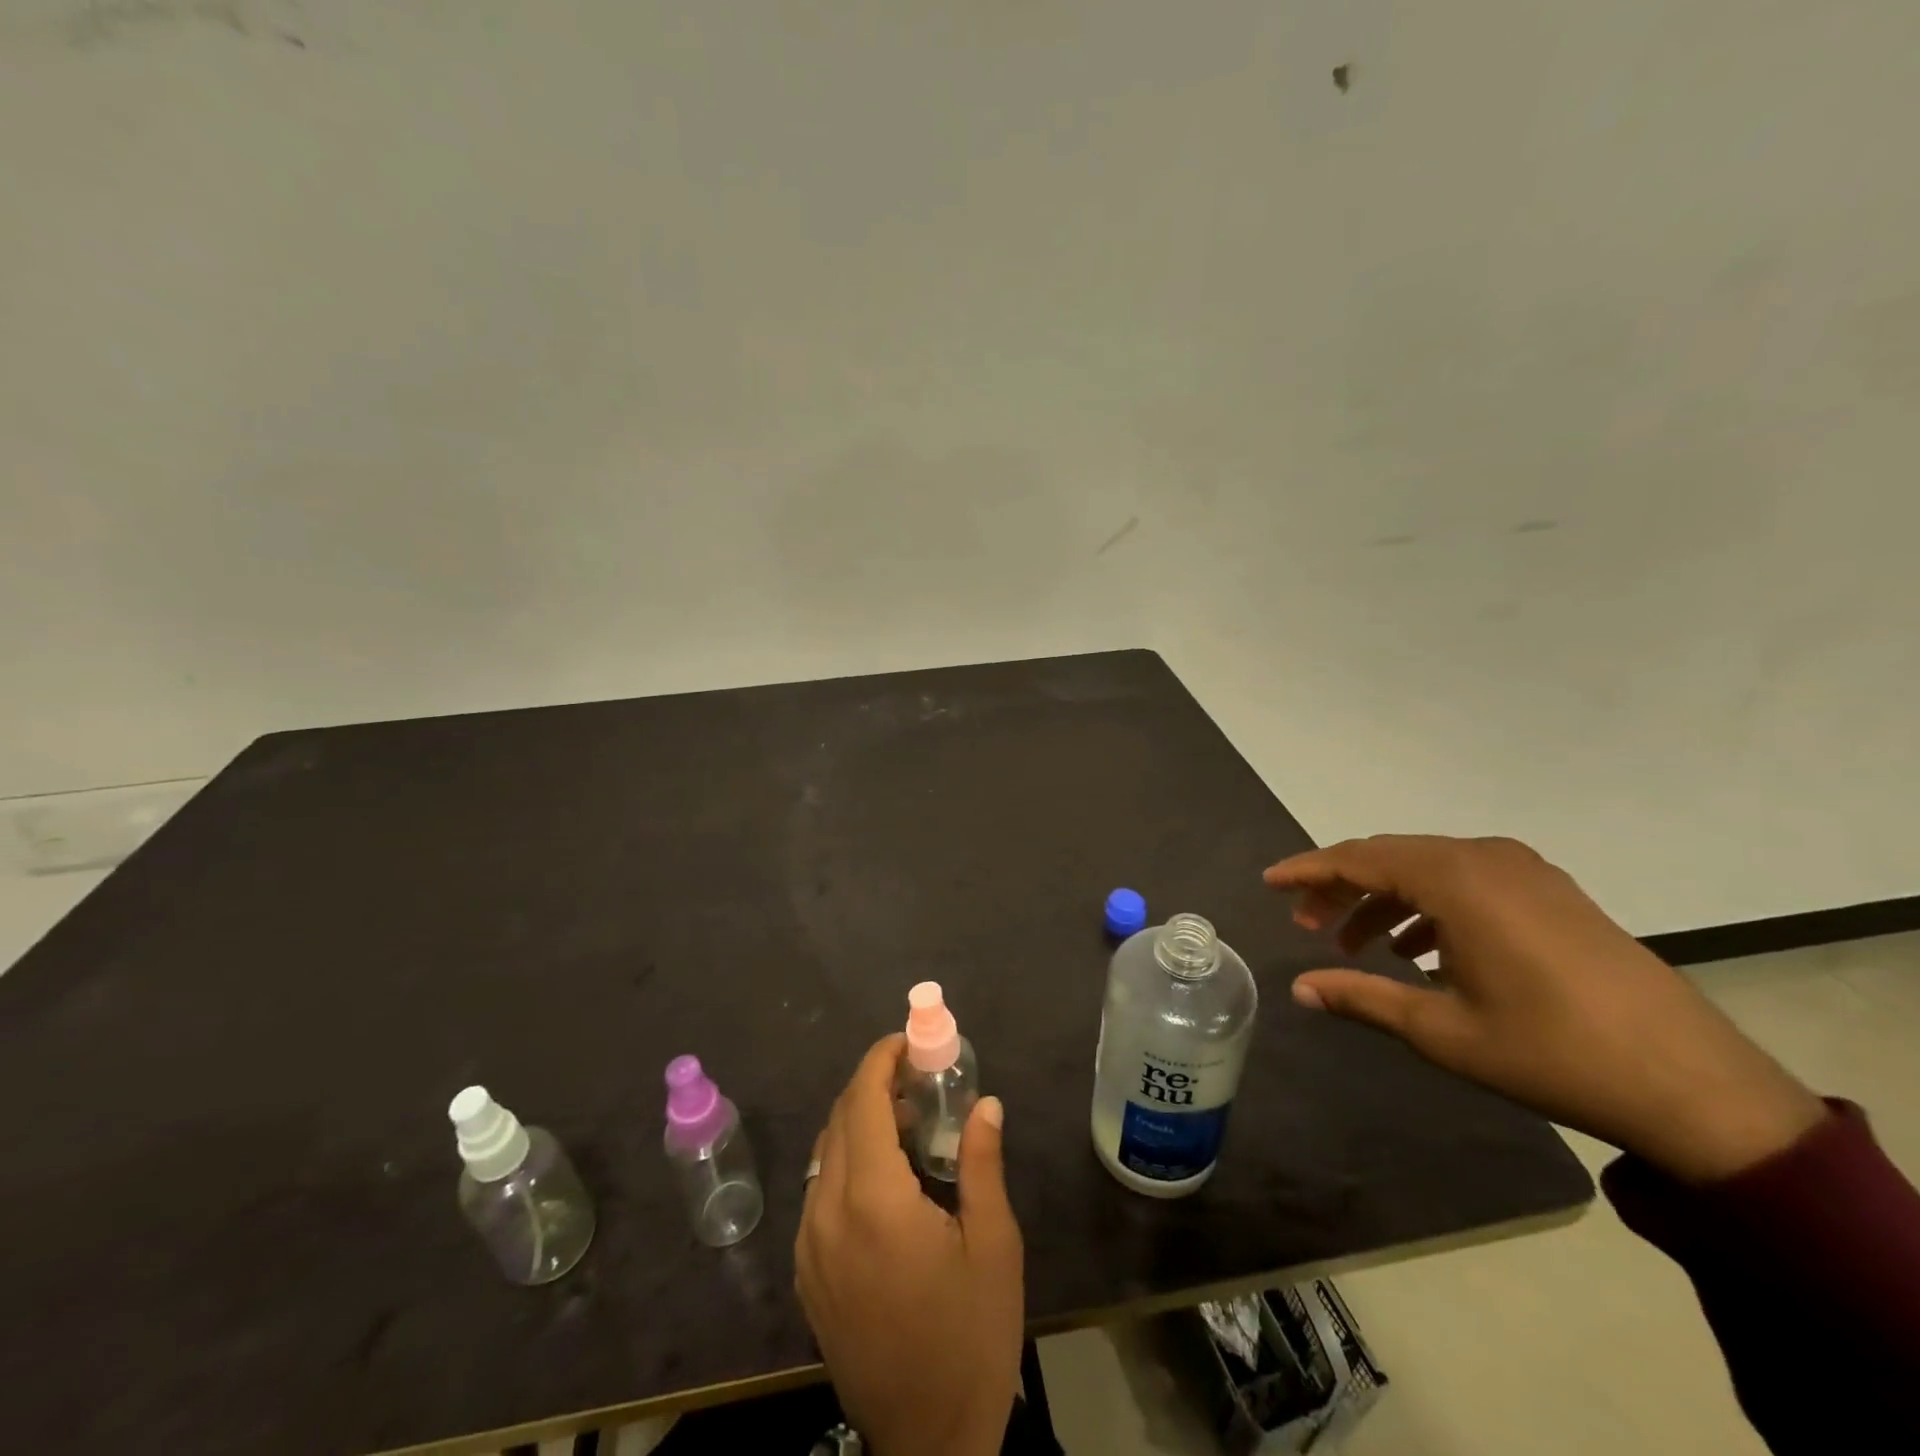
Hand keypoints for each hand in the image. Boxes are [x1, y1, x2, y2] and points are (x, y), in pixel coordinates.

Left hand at [795, 1034, 1022, 1455]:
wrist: (928, 1442)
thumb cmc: (970, 1337)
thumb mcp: (994, 1245)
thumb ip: (984, 1163)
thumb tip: (986, 1103)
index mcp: (873, 1202)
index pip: (861, 1102)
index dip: (880, 1061)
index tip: (907, 1042)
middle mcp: (827, 1214)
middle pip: (838, 1120)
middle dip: (872, 1085)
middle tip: (917, 1081)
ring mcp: (808, 1247)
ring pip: (824, 1153)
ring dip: (858, 1121)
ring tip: (905, 1123)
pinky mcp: (806, 1274)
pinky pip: (819, 1191)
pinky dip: (846, 1160)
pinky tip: (884, 1177)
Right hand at [1266, 835, 1826, 1183]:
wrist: (1694, 1086)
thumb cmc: (1550, 1051)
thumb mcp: (1441, 1030)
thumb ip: (1361, 998)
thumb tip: (1300, 989)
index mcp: (1457, 880)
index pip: (1359, 858)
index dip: (1307, 871)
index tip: (1268, 883)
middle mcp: (1487, 858)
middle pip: (1390, 857)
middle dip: (1341, 887)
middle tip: (1306, 925)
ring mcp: (1526, 872)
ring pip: (1428, 868)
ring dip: (1384, 899)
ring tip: (1357, 945)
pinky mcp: (1552, 892)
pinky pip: (1467, 881)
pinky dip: (1428, 905)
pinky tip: (1420, 950)